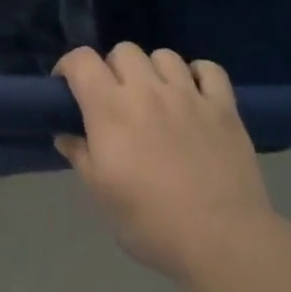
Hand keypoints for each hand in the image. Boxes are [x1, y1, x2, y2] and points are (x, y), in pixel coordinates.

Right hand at [54, 44, 277, 281]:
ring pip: (164, 55)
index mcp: (110, 110)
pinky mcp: (224, 107)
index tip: (68, 87)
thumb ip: (80, 156)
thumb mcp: (101, 195)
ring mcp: (189, 95)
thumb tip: (66, 134)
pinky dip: (198, 74)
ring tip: (156, 97)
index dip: (69, 66)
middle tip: (116, 99)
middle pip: (123, 51)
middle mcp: (147, 91)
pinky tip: (194, 94)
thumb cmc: (151, 223)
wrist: (221, 241)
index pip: (81, 60)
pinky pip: (209, 69)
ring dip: (153, 70)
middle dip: (113, 68)